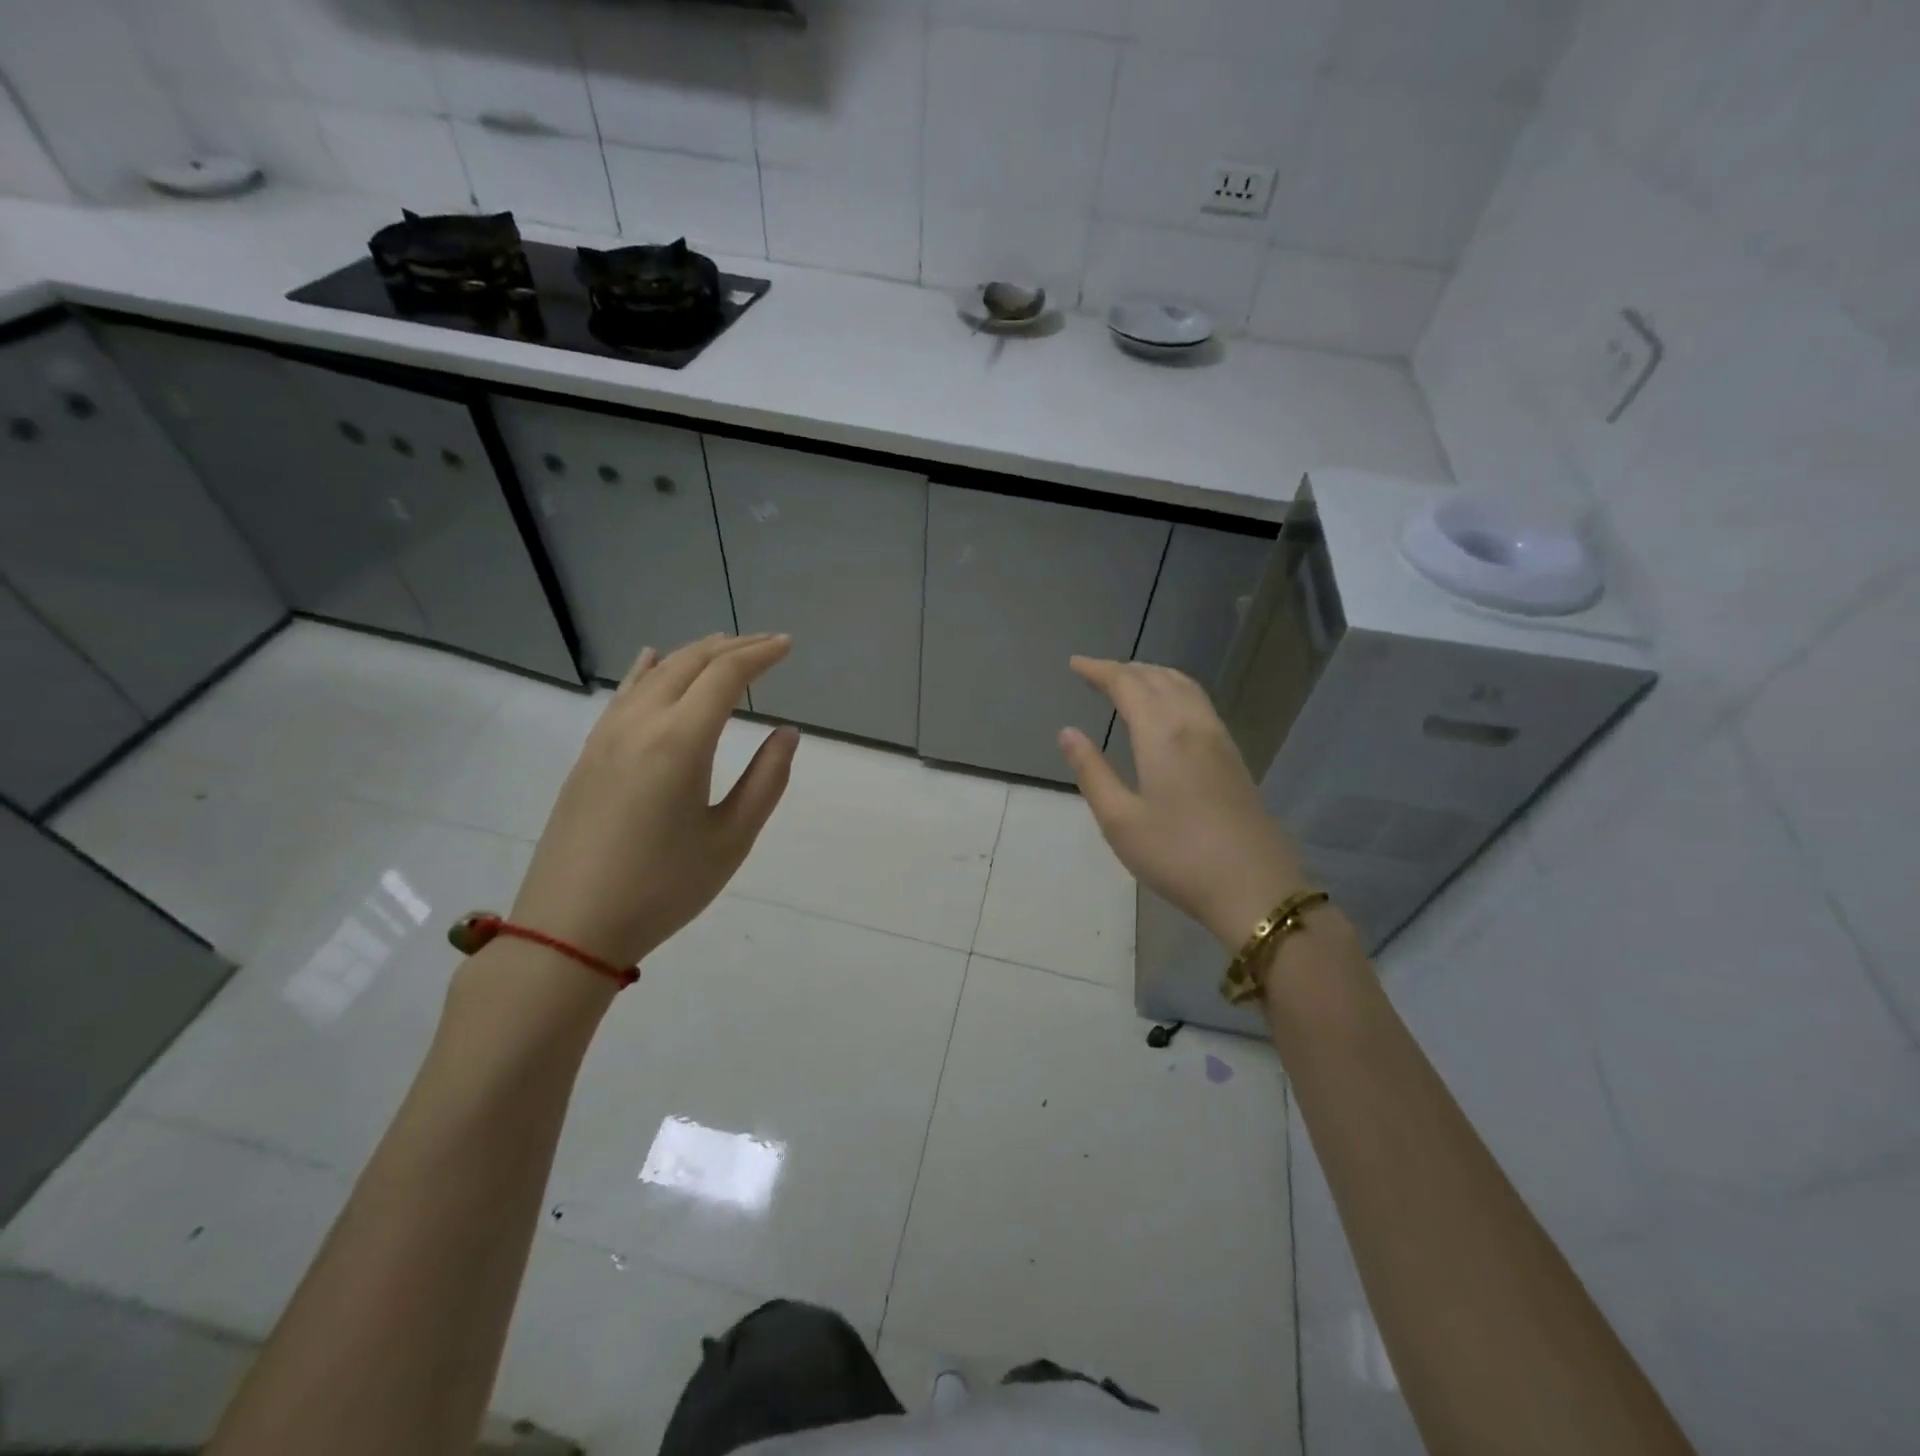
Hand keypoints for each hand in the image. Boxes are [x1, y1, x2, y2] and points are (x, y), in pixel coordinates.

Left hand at [509, 634, 799, 967]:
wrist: (570, 927)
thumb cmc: (662, 887)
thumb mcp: (731, 839)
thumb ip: (766, 780)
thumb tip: (786, 733)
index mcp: (680, 741)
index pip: (726, 676)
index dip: (760, 655)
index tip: (788, 646)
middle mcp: (640, 724)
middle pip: (690, 664)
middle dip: (732, 648)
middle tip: (766, 644)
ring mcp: (607, 736)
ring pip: (655, 673)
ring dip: (693, 654)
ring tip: (723, 645)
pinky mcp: (589, 754)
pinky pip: (624, 694)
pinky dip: (648, 670)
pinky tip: (652, 659)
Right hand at [1058, 657, 1308, 948]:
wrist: (1254, 887)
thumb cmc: (1176, 856)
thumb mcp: (1119, 820)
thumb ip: (1092, 771)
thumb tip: (1067, 732)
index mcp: (1162, 734)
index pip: (1127, 684)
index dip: (1099, 670)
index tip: (1075, 664)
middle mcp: (1193, 724)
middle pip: (1158, 678)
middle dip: (1125, 669)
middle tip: (1096, 672)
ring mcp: (1219, 739)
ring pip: (1185, 687)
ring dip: (1154, 674)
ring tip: (1130, 680)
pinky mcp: (1234, 757)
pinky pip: (1200, 703)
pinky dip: (1176, 690)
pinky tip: (1169, 709)